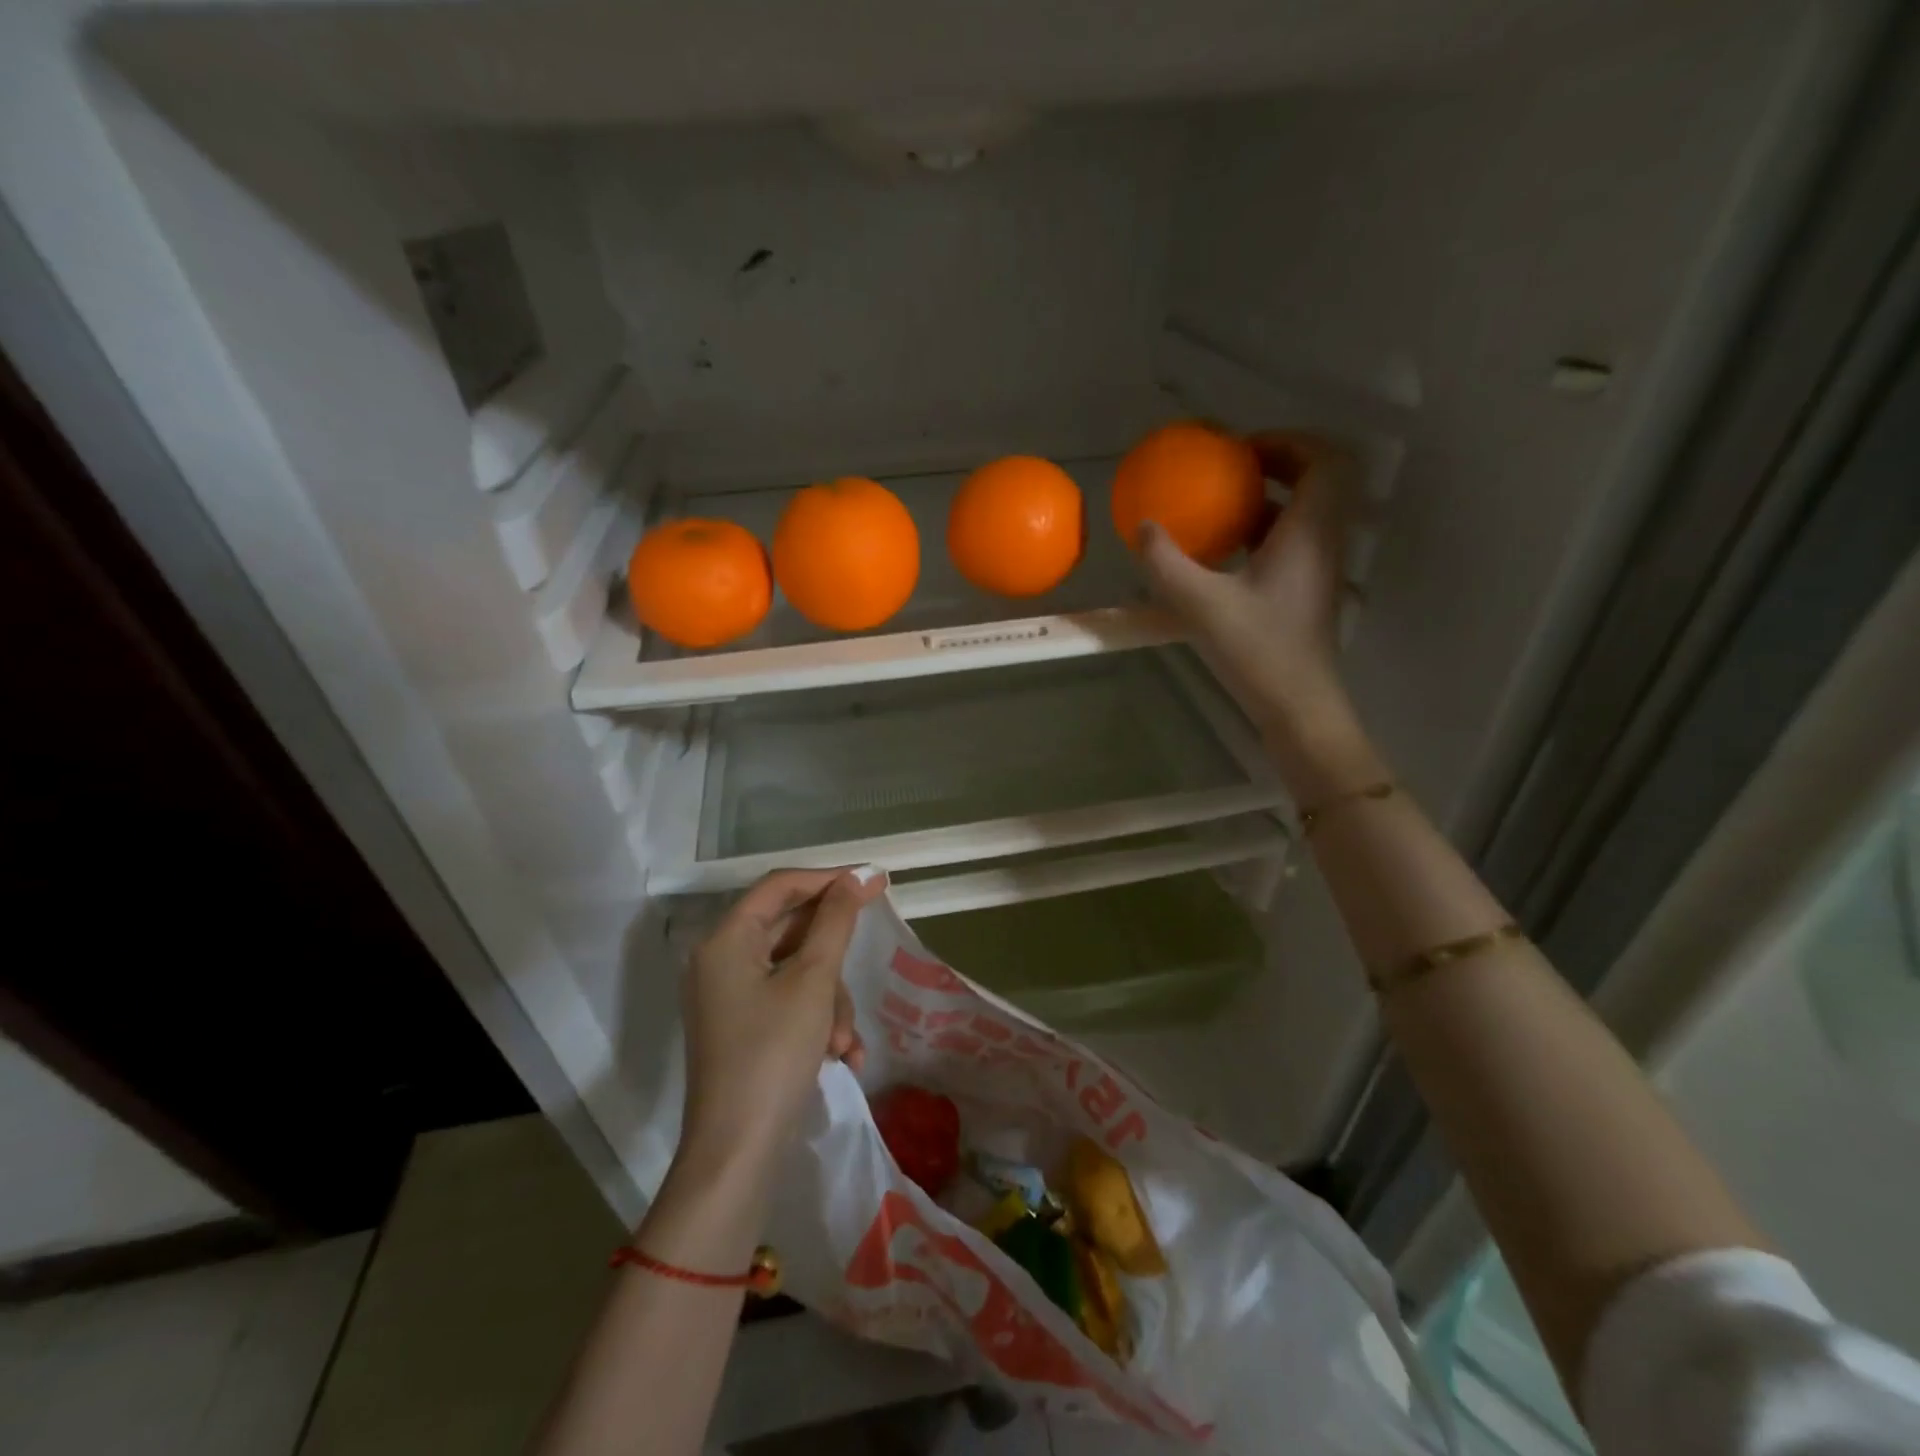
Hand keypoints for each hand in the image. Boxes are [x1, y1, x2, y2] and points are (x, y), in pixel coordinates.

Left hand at [678, 867, 888, 1185]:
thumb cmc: (773, 1054)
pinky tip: (841, 1056)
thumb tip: (859, 875)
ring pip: (796, 971)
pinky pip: (787, 1001)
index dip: (830, 879)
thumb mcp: (813, 981)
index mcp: (726, 939)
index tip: (875, 882)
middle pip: (791, 931)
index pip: (781, 885)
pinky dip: (816, 1020)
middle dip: (833, 960)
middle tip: (869, 960)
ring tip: (846, 1042)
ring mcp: (729, 995)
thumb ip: (837, 921)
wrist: (736, 1153)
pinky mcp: (741, 1025)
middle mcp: (721, 959)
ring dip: (830, 1001)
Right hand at [1138, 431, 1378, 795]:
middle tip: (1230, 470)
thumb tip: (1143, 527)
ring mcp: (1318, 570)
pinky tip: (1223, 553)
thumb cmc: (1258, 651)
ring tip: (1221, 505)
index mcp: (1309, 533)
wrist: (1297, 707)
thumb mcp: (1201, 605)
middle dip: (1276, 465)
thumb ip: (1167, 564)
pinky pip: (1291, 543)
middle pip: (1318, 482)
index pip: (1324, 461)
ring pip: (1304, 514)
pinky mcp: (1306, 593)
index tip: (1243, 449)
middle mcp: (1323, 543)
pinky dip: (1262, 534)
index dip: (1288, 442)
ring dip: (1268, 501)